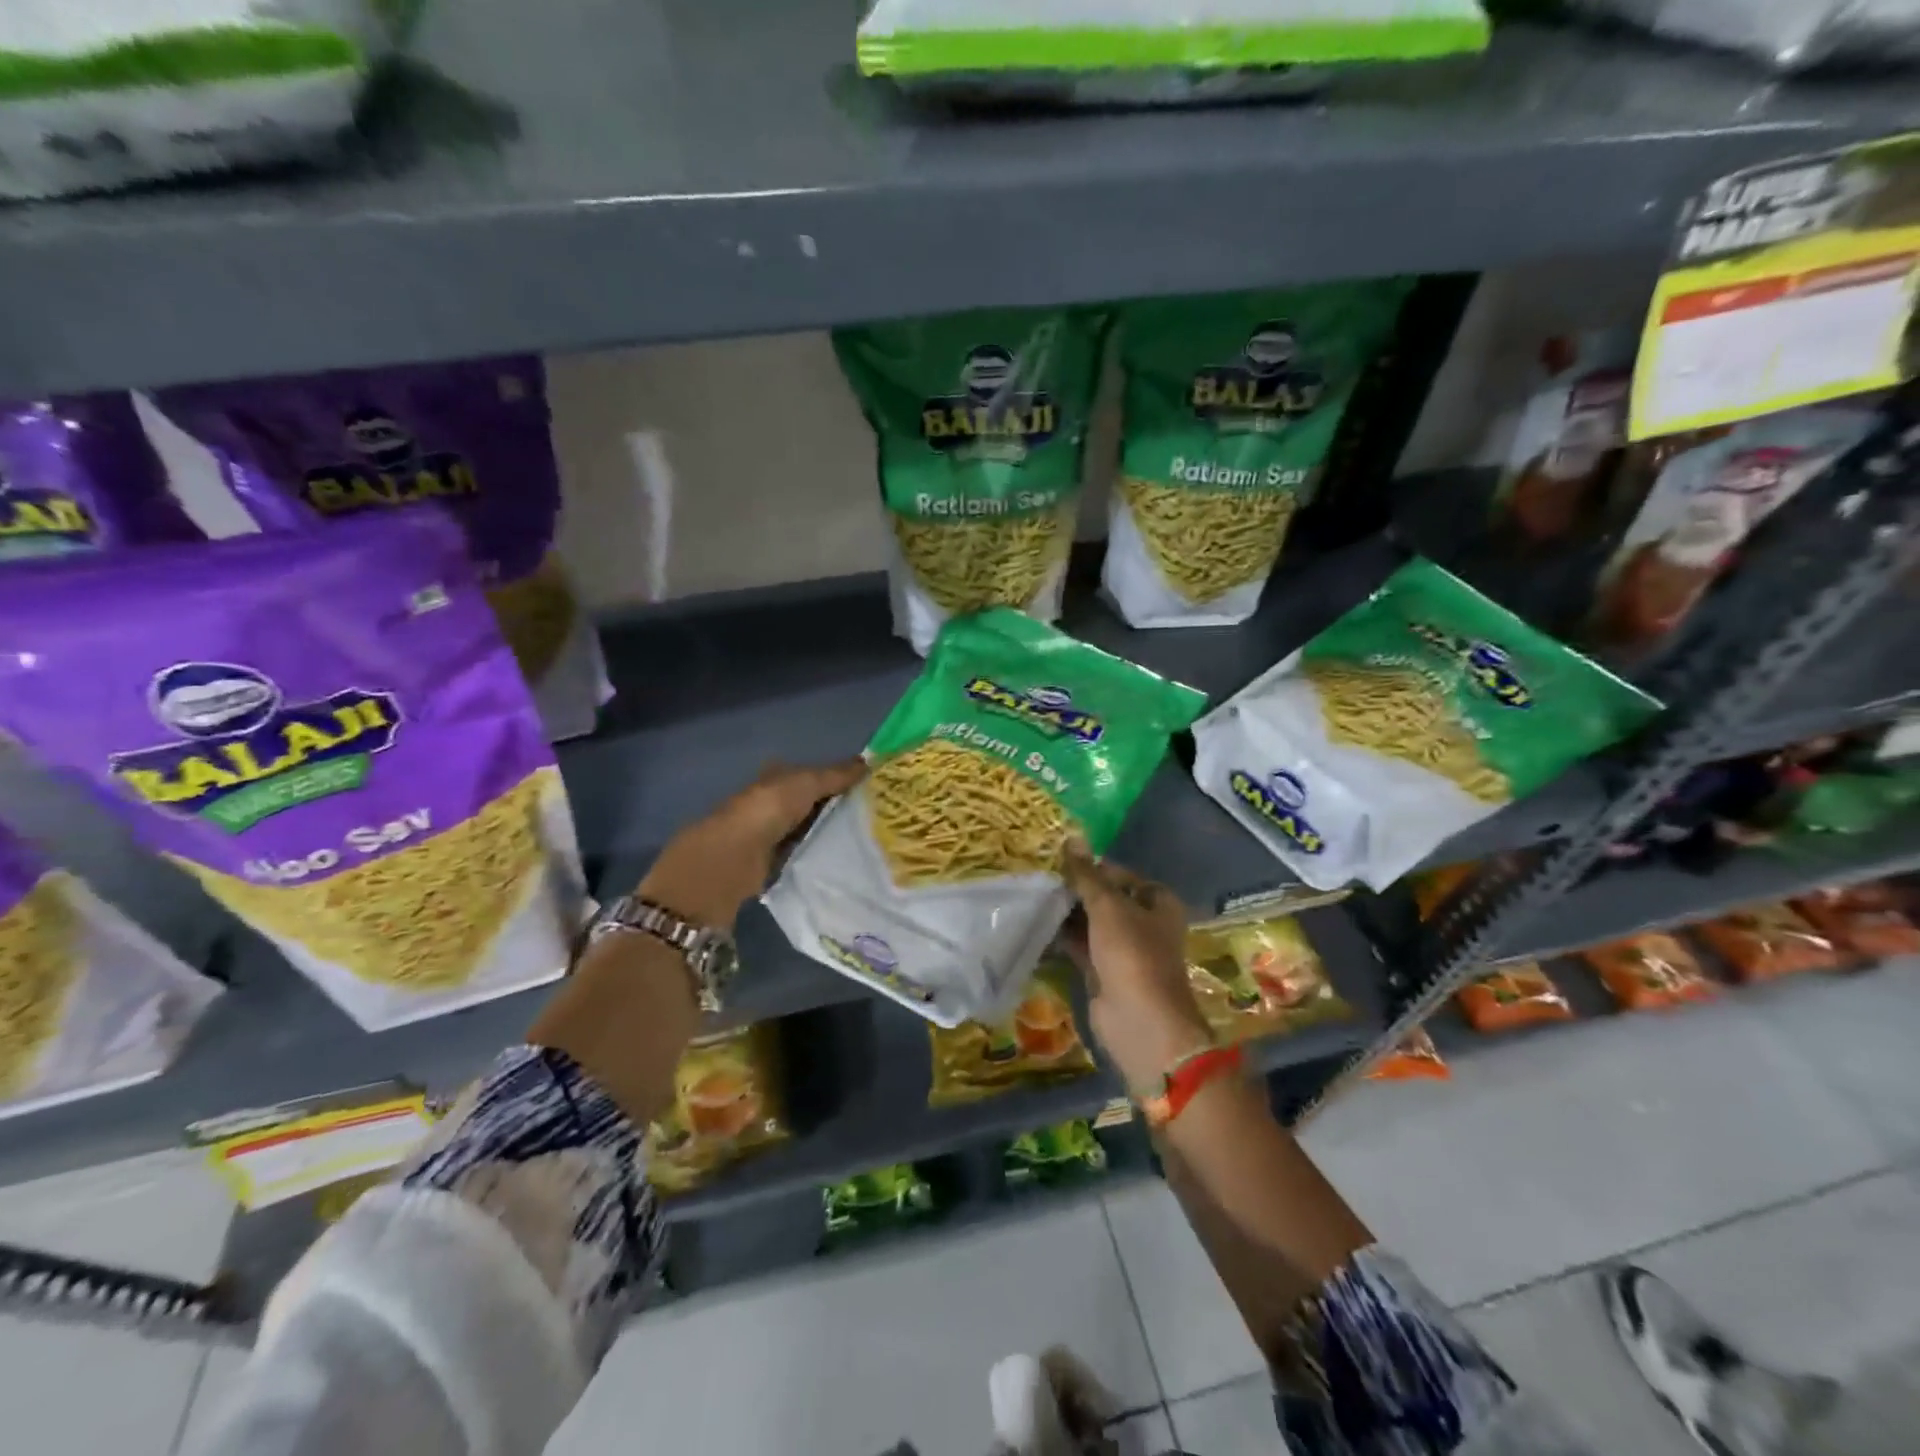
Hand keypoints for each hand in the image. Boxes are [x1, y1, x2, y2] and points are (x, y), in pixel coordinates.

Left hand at [640, 758, 865, 929]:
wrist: (728, 862)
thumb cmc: (764, 813)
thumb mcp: (803, 785)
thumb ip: (834, 775)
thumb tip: (870, 761)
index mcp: (773, 779)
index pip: (808, 774)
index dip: (833, 777)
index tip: (866, 785)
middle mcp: (768, 805)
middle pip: (808, 803)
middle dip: (834, 806)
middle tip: (874, 814)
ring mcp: (768, 836)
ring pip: (806, 829)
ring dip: (828, 833)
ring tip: (866, 838)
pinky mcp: (770, 864)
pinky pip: (802, 854)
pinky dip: (818, 855)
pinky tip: (842, 860)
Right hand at [1059, 843, 1212, 1095]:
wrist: (1140, 1023)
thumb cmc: (1132, 955)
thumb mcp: (1108, 907)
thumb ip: (1087, 876)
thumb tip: (1071, 839)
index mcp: (1157, 902)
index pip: (1119, 874)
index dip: (1091, 867)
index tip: (1056, 861)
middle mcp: (1143, 923)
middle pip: (1104, 898)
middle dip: (1075, 891)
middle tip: (1038, 877)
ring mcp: (1123, 950)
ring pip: (1090, 923)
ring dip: (1065, 913)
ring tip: (1031, 896)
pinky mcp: (1103, 972)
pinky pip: (1080, 946)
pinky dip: (1061, 937)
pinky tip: (1034, 924)